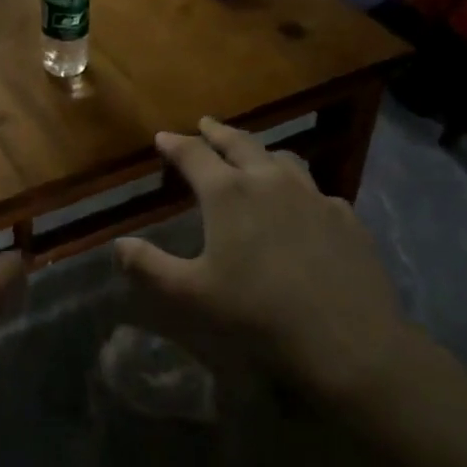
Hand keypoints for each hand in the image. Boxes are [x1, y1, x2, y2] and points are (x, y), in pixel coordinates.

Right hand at [115, 117, 414, 411]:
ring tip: (252, 155)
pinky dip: (298, 186)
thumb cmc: (258, 314)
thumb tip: (118, 245)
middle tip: (205, 125)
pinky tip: (301, 204)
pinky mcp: (345, 216)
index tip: (162, 137)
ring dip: (260, 151)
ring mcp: (312, 195)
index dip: (175, 144)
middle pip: (239, 143)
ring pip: (282, 158)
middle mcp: (269, 181)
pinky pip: (315, 190)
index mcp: (228, 193)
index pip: (194, 154)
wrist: (348, 341)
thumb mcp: (192, 295)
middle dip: (217, 132)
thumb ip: (150, 267)